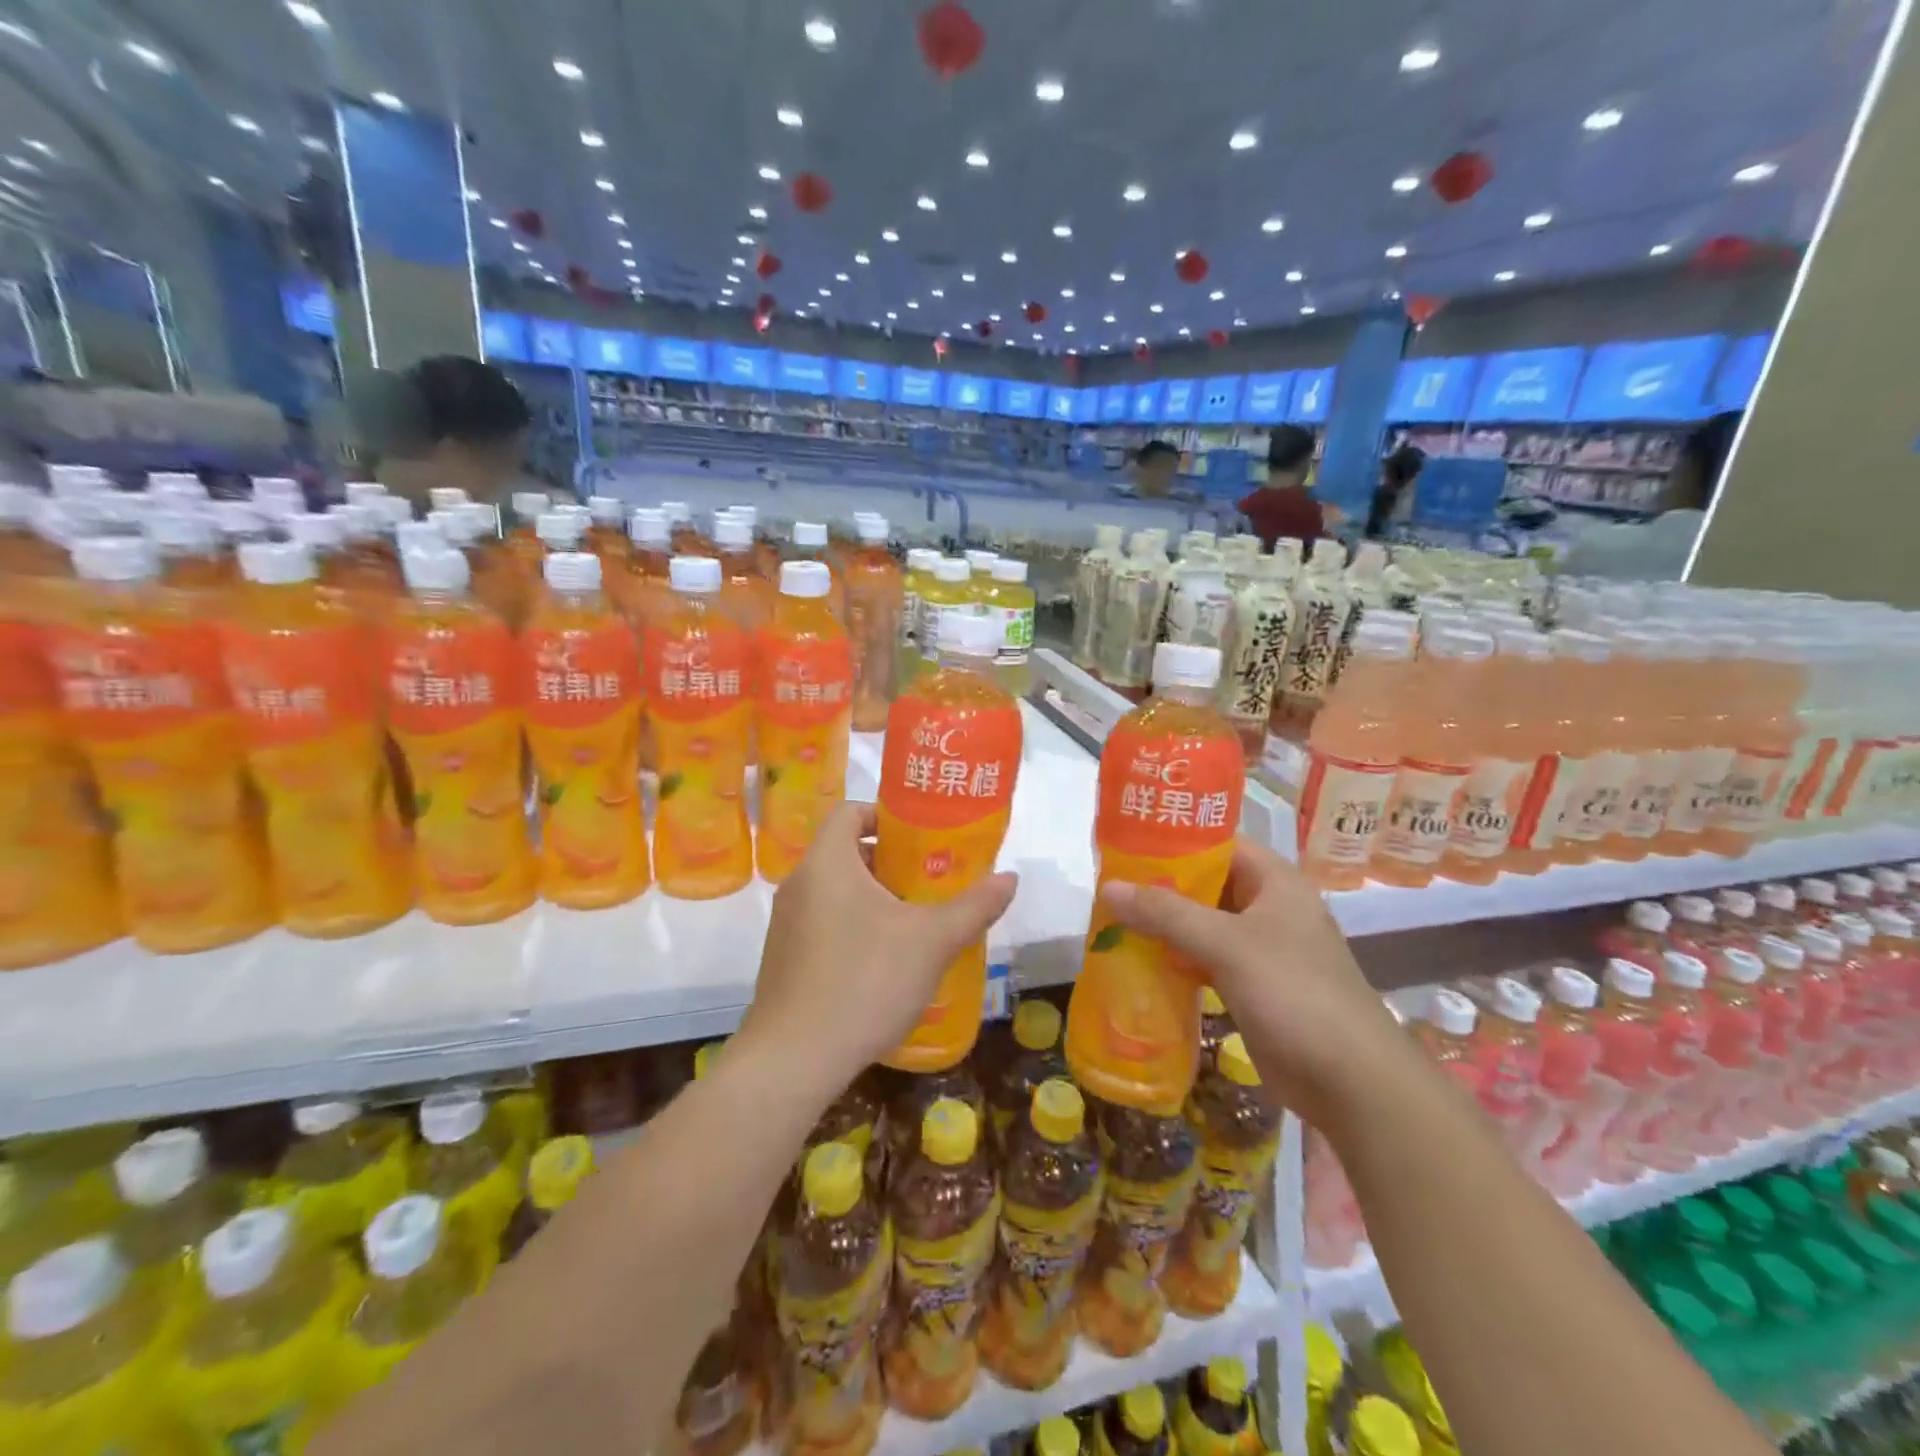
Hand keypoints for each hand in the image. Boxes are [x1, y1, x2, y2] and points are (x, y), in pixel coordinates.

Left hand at [740, 802, 1017, 1093]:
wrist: (794, 1060)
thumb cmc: (865, 981)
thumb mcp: (932, 941)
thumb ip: (974, 906)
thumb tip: (1010, 878)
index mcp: (827, 862)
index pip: (850, 812)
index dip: (886, 816)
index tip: (921, 839)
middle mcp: (799, 884)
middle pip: (845, 852)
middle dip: (890, 862)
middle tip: (929, 882)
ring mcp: (785, 924)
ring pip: (835, 891)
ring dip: (873, 897)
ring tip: (914, 922)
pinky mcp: (783, 959)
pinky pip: (822, 923)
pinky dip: (853, 926)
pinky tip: (883, 963)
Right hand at [1100, 837, 1400, 1129]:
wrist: (1352, 1082)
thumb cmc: (1294, 994)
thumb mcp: (1227, 944)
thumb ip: (1167, 913)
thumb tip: (1109, 888)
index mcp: (1274, 881)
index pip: (1218, 842)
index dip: (1174, 840)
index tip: (1126, 844)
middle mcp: (1269, 907)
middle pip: (1206, 883)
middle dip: (1160, 886)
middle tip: (1110, 885)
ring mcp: (1262, 949)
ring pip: (1203, 924)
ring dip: (1164, 925)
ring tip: (1113, 920)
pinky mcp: (1252, 985)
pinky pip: (1206, 959)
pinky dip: (1176, 958)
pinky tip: (1140, 962)